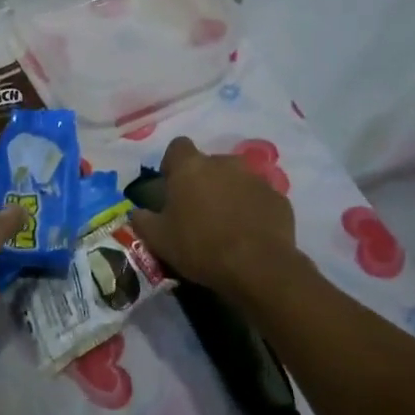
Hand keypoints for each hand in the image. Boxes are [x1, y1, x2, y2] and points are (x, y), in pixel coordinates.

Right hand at [129, 136, 296, 295]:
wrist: (257, 267)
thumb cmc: (200, 247)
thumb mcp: (158, 239)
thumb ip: (142, 220)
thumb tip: (137, 213)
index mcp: (191, 167)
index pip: (177, 147)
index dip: (173, 165)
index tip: (172, 187)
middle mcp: (224, 163)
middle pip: (209, 163)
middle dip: (203, 181)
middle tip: (198, 211)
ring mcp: (255, 178)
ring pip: (236, 179)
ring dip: (229, 194)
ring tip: (225, 224)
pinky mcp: (278, 198)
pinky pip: (259, 198)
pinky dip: (252, 209)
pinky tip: (249, 234)